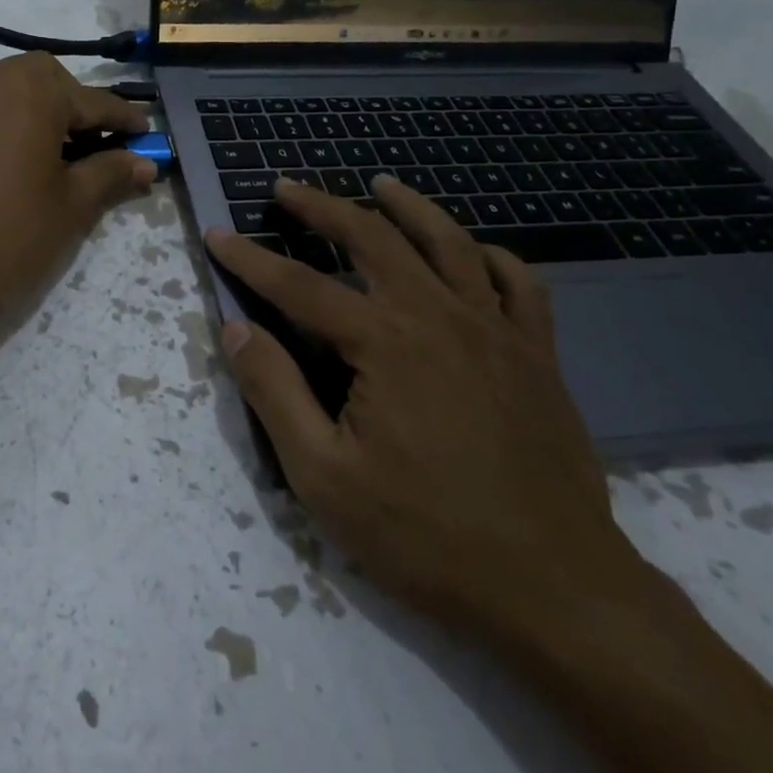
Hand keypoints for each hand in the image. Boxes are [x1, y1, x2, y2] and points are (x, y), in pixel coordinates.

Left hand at [0, 52, 153, 363]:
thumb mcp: (71, 207)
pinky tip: (6, 162)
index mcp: (29, 87)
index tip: (147, 134)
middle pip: (45, 85)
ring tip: (51, 159)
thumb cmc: (6, 240)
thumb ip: (110, 173)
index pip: (92, 100)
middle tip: (95, 149)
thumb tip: (145, 162)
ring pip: (6, 94)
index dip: (124, 121)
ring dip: (35, 116)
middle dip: (75, 111)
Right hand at [205, 176, 652, 644]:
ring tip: (379, 183)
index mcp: (384, 343)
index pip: (300, 286)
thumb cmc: (426, 536)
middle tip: (287, 187)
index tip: (217, 233)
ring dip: (408, 206)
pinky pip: (520, 283)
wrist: (555, 590)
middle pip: (373, 239)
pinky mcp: (538, 356)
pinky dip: (491, 256)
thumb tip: (236, 329)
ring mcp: (497, 331)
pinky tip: (472, 251)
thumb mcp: (323, 476)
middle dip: (323, 208)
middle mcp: (439, 317)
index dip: (252, 258)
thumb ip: (275, 392)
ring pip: (449, 243)